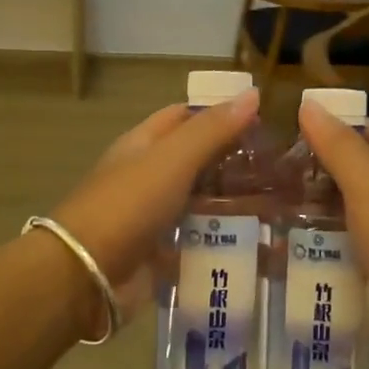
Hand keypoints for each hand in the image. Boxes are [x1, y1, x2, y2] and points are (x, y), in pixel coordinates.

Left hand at [50, 91, 261, 308]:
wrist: (87, 274)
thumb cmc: (128, 205)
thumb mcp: (172, 159)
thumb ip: (212, 130)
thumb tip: (252, 94)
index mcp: (144, 145)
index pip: (184, 117)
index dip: (220, 114)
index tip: (263, 123)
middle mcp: (147, 177)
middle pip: (196, 162)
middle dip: (233, 164)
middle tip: (281, 172)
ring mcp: (152, 217)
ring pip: (200, 204)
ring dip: (232, 205)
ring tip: (278, 209)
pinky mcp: (160, 254)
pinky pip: (197, 242)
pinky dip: (222, 243)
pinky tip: (256, 246)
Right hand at [295, 100, 368, 365]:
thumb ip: (340, 147)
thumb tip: (309, 104)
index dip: (339, 125)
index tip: (293, 130)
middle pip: (358, 173)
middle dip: (318, 170)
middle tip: (270, 172)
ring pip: (347, 213)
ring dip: (314, 209)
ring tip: (267, 205)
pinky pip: (344, 249)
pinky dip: (319, 245)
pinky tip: (285, 246)